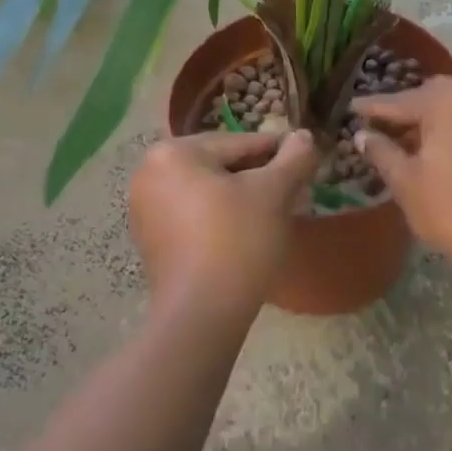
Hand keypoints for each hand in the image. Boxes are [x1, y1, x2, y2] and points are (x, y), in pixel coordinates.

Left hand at [129, 129, 318, 318]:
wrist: (201, 314)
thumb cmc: (238, 241)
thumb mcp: (274, 193)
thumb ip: (294, 157)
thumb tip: (304, 135)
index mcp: (173, 153)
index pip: (239, 142)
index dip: (278, 153)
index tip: (306, 164)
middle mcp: (149, 173)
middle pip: (221, 165)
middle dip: (260, 178)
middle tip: (295, 193)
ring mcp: (145, 209)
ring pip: (209, 191)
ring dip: (243, 198)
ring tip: (276, 215)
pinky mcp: (151, 240)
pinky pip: (194, 216)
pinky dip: (222, 219)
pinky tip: (248, 235)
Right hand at [353, 77, 451, 278]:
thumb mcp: (406, 182)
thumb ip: (382, 152)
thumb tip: (363, 135)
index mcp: (447, 101)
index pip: (400, 100)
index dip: (372, 107)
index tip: (351, 107)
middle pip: (432, 94)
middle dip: (406, 108)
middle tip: (381, 125)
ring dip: (431, 118)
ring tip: (407, 142)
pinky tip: (439, 151)